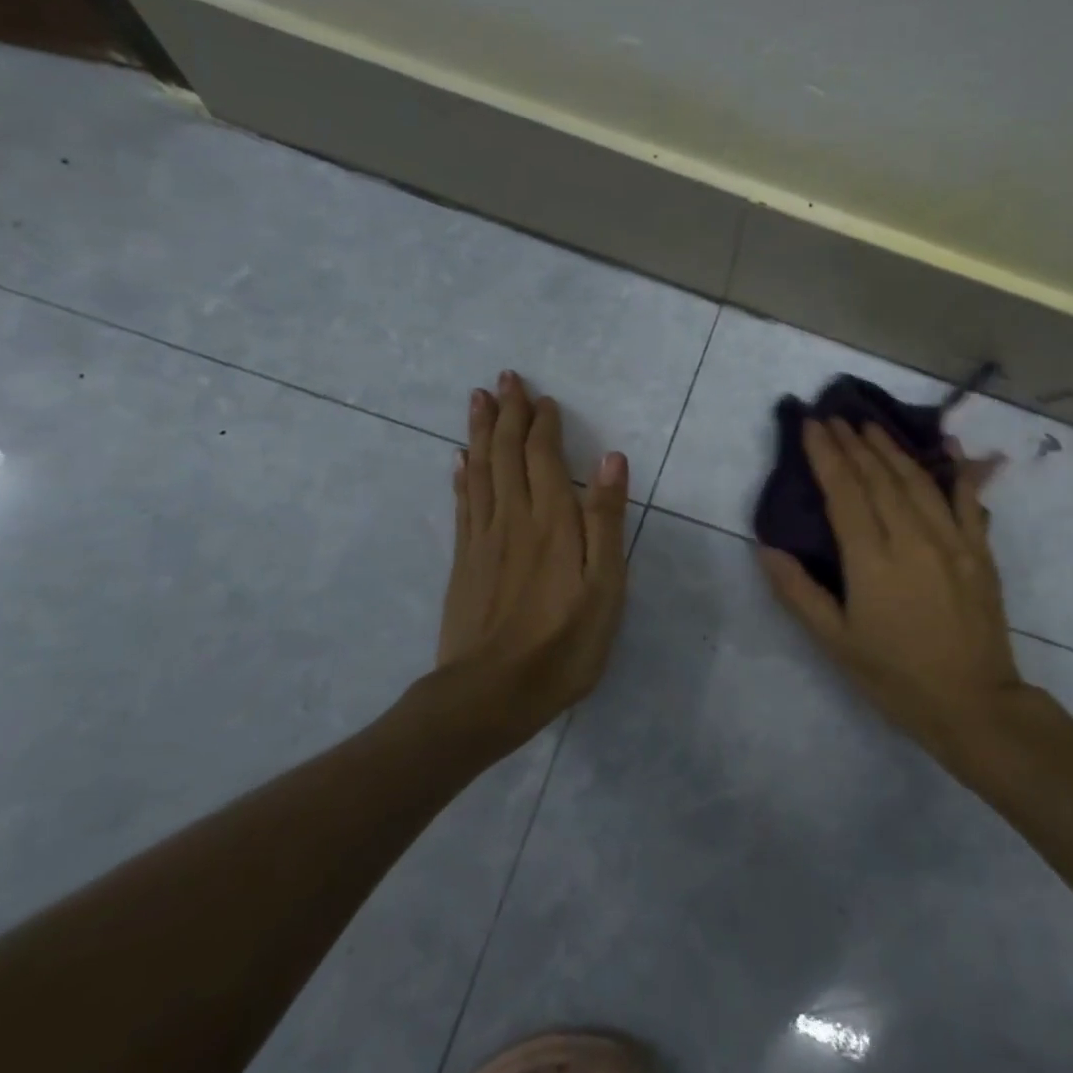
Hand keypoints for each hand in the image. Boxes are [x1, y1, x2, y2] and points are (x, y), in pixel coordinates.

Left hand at [434, 371, 629, 731]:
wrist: (489, 695)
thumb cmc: (563, 644)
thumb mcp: (605, 587)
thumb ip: (606, 520)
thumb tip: (612, 459)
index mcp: (552, 521)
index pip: (545, 457)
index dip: (542, 424)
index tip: (542, 397)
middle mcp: (514, 517)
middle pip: (507, 453)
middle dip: (507, 413)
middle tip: (503, 378)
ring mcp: (483, 538)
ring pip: (480, 469)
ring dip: (480, 431)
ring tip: (477, 400)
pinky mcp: (465, 560)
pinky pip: (463, 503)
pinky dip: (463, 474)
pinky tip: (460, 460)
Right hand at [759, 418, 1023, 767]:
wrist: (973, 704)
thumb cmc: (894, 677)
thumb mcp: (835, 642)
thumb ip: (798, 591)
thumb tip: (766, 546)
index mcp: (872, 560)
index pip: (845, 493)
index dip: (826, 456)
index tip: (812, 425)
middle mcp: (913, 539)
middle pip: (879, 478)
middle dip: (853, 444)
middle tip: (835, 417)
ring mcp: (952, 541)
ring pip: (917, 481)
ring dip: (891, 449)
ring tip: (870, 427)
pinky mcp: (980, 551)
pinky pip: (968, 500)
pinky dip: (957, 470)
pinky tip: (949, 446)